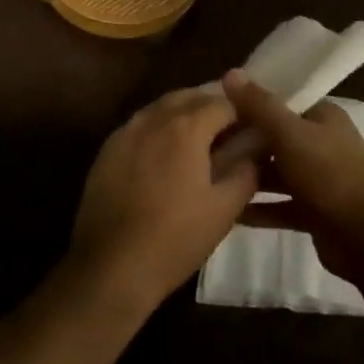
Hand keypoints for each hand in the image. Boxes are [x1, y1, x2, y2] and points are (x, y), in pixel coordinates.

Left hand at [68, 89, 260, 314]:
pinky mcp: (106, 151)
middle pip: (189, 97)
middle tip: (229, 132)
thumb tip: (258, 145)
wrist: (111, 266)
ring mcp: (125, 132)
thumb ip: (246, 169)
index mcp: (186, 126)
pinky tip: (164, 156)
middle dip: (211, 107)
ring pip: (160, 108)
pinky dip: (158, 130)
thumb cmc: (176, 238)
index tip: (253, 130)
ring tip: (199, 142)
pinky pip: (139, 126)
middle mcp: (153, 118)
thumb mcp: (224, 208)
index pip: (223, 102)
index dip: (242, 113)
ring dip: (183, 115)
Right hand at [221, 70, 363, 281]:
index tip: (214, 107)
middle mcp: (321, 143)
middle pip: (275, 137)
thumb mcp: (290, 134)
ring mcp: (319, 179)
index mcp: (322, 117)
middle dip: (243, 141)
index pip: (281, 100)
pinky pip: (280, 205)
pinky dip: (258, 208)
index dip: (249, 102)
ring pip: (276, 172)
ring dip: (248, 176)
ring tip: (209, 176)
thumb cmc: (330, 175)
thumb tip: (230, 72)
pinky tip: (228, 212)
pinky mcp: (314, 212)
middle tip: (203, 144)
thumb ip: (260, 106)